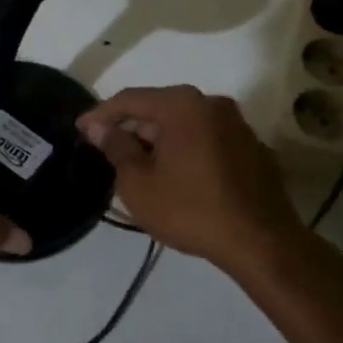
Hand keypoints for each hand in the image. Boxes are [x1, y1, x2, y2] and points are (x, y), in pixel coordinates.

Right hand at [76, 85, 302, 269]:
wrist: (262, 242)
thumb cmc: (192, 209)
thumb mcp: (140, 184)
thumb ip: (117, 148)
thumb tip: (102, 129)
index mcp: (182, 104)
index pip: (130, 99)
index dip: (101, 114)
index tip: (80, 129)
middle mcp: (211, 103)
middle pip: (159, 108)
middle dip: (131, 127)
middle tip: (106, 148)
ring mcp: (236, 124)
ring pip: (184, 124)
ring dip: (158, 139)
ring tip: (137, 163)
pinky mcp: (251, 146)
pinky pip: (206, 138)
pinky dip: (185, 149)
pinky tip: (174, 173)